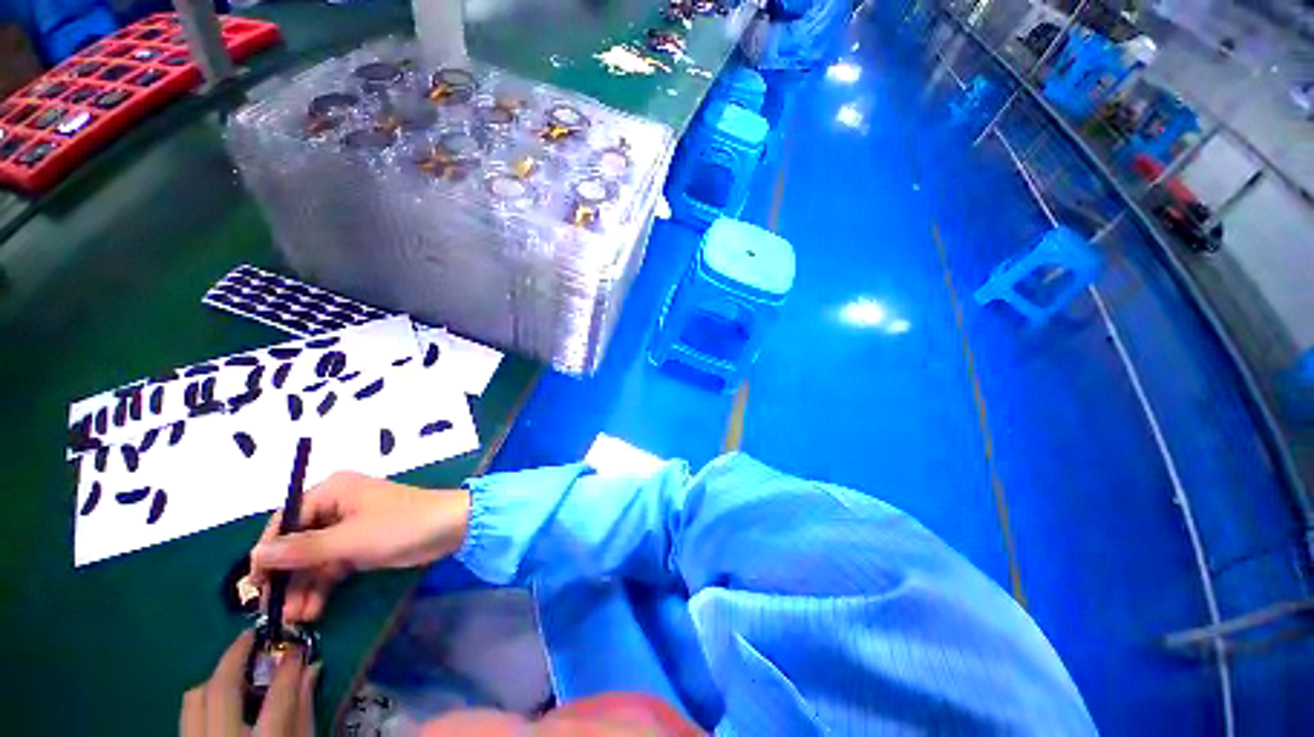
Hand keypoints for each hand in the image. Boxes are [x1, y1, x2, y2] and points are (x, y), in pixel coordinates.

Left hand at [180, 630, 318, 735]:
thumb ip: (303, 712)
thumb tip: (310, 669)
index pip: (277, 698)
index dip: (289, 668)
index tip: (297, 647)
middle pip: (219, 691)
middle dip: (234, 658)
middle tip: (250, 637)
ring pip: (193, 700)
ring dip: (215, 679)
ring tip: (234, 671)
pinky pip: (187, 716)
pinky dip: (204, 701)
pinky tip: (220, 702)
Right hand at [249, 471, 470, 621]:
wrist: (451, 527)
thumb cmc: (401, 526)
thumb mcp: (349, 540)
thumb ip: (302, 550)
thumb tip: (255, 556)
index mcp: (332, 491)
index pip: (285, 521)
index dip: (267, 553)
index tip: (254, 587)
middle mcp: (336, 506)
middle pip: (298, 543)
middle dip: (287, 578)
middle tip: (276, 612)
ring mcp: (349, 527)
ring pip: (314, 559)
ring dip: (303, 587)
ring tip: (297, 618)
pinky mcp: (362, 544)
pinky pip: (333, 565)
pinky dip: (323, 586)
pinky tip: (313, 610)